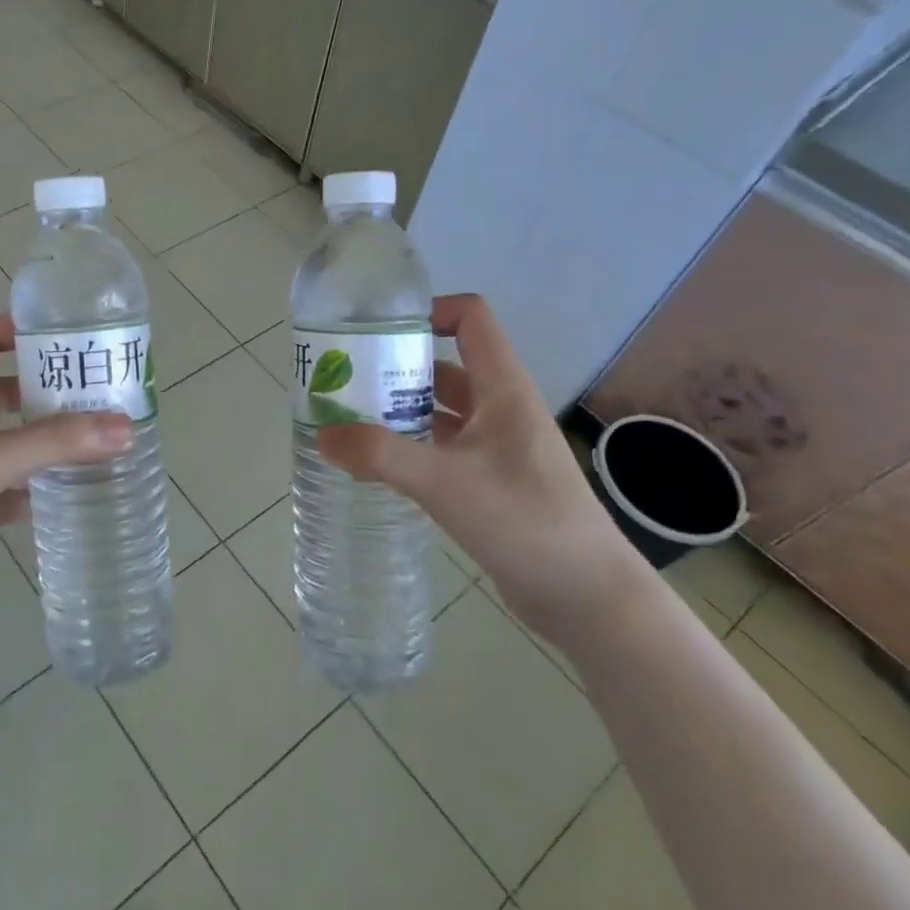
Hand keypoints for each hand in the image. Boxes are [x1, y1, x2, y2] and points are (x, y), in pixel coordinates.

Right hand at [317, 294, 646, 645]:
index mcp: (503, 389)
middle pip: (445, 365)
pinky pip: (443, 448)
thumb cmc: (524, 521)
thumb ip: (380, 455)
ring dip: (399, 410)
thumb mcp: (445, 482)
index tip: (377, 331)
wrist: (587, 598)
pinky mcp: (491, 482)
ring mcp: (498, 447)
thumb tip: (322, 435)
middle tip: (345, 380)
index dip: (428, 311)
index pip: (471, 319)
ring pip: (441, 410)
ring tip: (348, 420)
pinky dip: (411, 447)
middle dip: (395, 367)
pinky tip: (378, 465)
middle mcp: (501, 409)